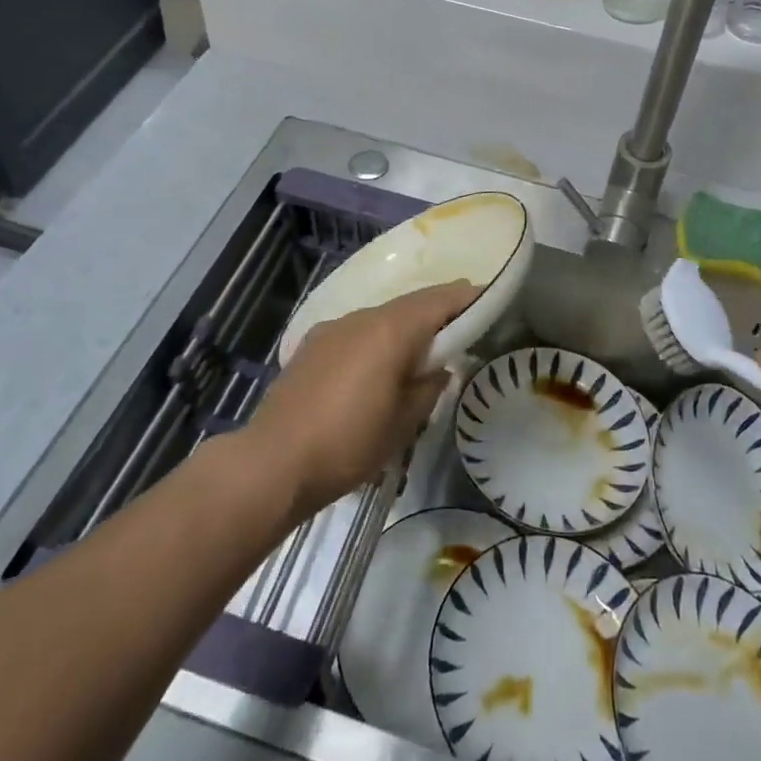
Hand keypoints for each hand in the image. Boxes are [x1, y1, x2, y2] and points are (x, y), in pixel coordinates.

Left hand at [250, 282, 476, 516]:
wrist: (272, 463)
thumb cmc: (349, 443)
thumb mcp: (404, 422)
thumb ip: (429, 387)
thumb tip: (438, 369)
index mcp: (391, 329)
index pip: (440, 299)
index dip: (467, 298)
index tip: (489, 301)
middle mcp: (362, 317)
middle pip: (410, 305)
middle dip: (437, 314)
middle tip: (460, 334)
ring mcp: (332, 329)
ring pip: (381, 318)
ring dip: (404, 329)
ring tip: (417, 358)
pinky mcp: (311, 346)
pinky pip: (356, 333)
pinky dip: (375, 341)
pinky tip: (373, 371)